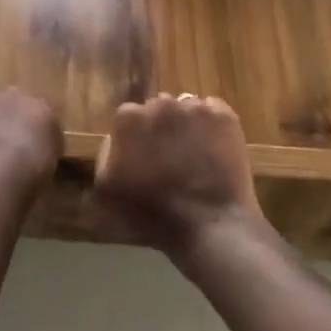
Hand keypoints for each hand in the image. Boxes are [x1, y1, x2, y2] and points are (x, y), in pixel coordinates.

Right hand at [93, 94, 262, 254]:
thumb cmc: (154, 214)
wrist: (210, 227)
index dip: (137, 138)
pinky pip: (214, 111)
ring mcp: (194, 108)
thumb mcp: (108, 190)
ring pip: (186, 109)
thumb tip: (115, 138)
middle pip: (158, 109)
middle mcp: (160, 103)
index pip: (129, 117)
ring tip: (195, 155)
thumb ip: (106, 154)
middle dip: (162, 128)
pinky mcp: (224, 116)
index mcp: (129, 118)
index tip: (145, 159)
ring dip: (187, 125)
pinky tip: (214, 149)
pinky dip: (212, 125)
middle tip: (170, 158)